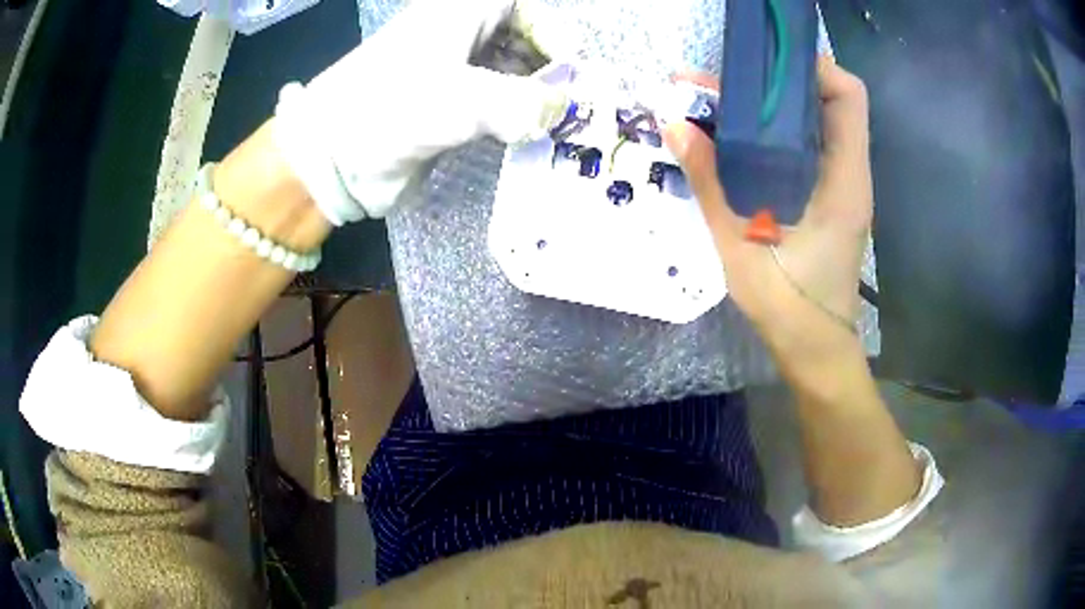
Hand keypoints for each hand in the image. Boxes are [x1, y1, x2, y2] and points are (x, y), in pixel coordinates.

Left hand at [274, 0, 568, 224]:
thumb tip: (562, 109)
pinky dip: (517, 118)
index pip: (520, 6)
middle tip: (572, 102)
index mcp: (459, 13)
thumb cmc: (388, 110)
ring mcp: (453, 73)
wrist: (330, 160)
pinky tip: (531, 137)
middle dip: (550, 65)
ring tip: (558, 124)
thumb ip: (524, 102)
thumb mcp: (461, 99)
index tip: (570, 68)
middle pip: (522, 36)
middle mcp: (459, 36)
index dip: (551, 29)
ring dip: (537, 95)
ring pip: (511, 71)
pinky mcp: (449, 109)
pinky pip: (496, 104)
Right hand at [664, 58, 872, 369]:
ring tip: (719, 104)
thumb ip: (710, 180)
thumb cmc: (789, 305)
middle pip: (827, 100)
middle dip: (775, 81)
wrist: (814, 349)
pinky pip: (807, 146)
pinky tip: (737, 138)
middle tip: (721, 83)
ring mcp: (840, 185)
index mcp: (843, 179)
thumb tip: (674, 124)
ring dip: (771, 105)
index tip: (762, 65)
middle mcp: (850, 173)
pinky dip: (774, 131)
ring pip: (815, 121)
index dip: (811, 67)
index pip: (847, 95)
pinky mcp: (828, 197)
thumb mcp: (741, 243)